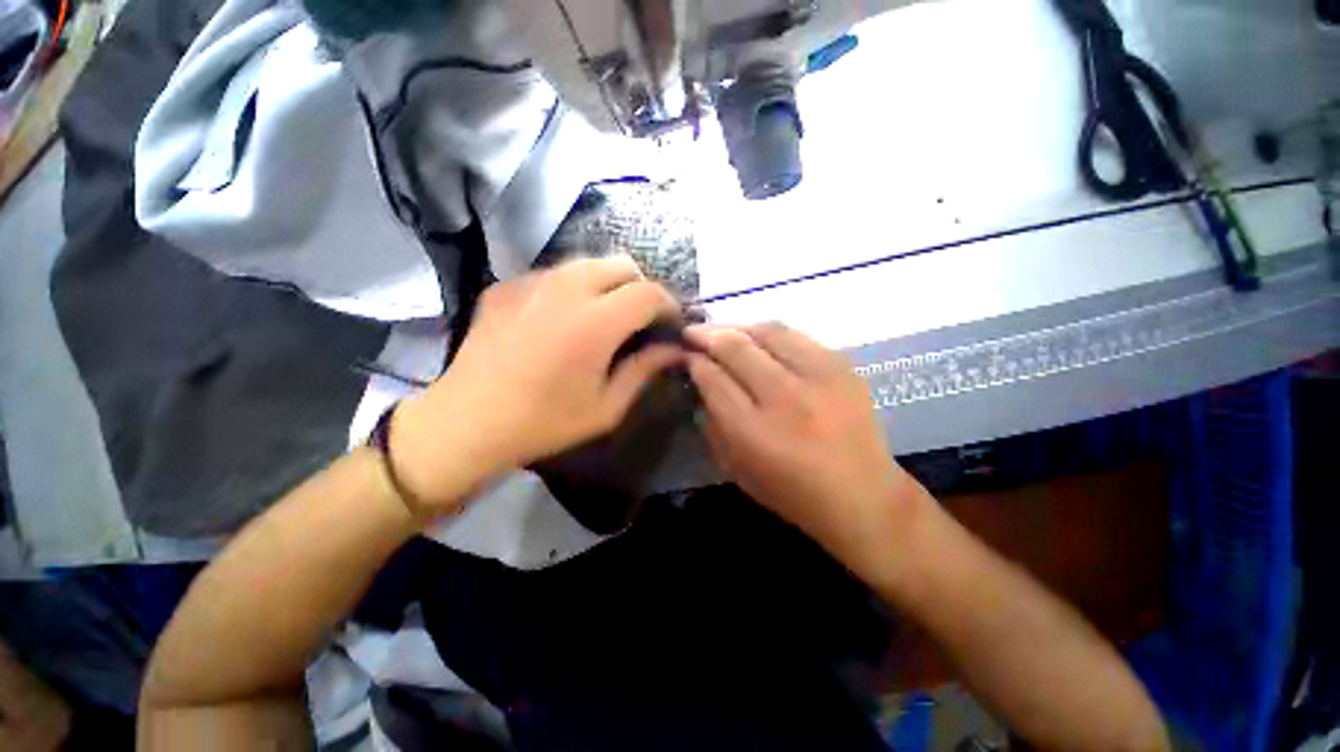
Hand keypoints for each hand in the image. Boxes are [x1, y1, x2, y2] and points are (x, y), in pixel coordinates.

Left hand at [393, 256, 684, 513]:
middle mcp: (566, 288)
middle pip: (622, 264)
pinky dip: (572, 288)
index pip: (649, 293)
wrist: (467, 422)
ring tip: (604, 316)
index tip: (670, 324)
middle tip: (639, 319)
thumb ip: (645, 370)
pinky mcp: (507, 285)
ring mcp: (531, 281)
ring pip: (588, 263)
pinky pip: (554, 274)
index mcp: (595, 322)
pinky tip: (562, 319)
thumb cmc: (545, 422)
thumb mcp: (606, 406)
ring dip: (608, 284)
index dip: (669, 305)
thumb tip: (674, 349)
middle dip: (640, 287)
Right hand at [685, 323, 924, 568]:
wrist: (864, 496)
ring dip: (737, 325)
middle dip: (707, 335)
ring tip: (722, 328)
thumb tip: (701, 381)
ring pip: (767, 332)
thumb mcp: (737, 469)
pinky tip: (758, 336)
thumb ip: (713, 423)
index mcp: (754, 433)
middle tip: (692, 331)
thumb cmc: (792, 493)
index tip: (685, 355)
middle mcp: (786, 399)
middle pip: (736, 348)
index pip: (713, 380)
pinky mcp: (843, 368)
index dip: (694, 362)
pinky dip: (770, 332)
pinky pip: (797, 336)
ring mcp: (819, 379)